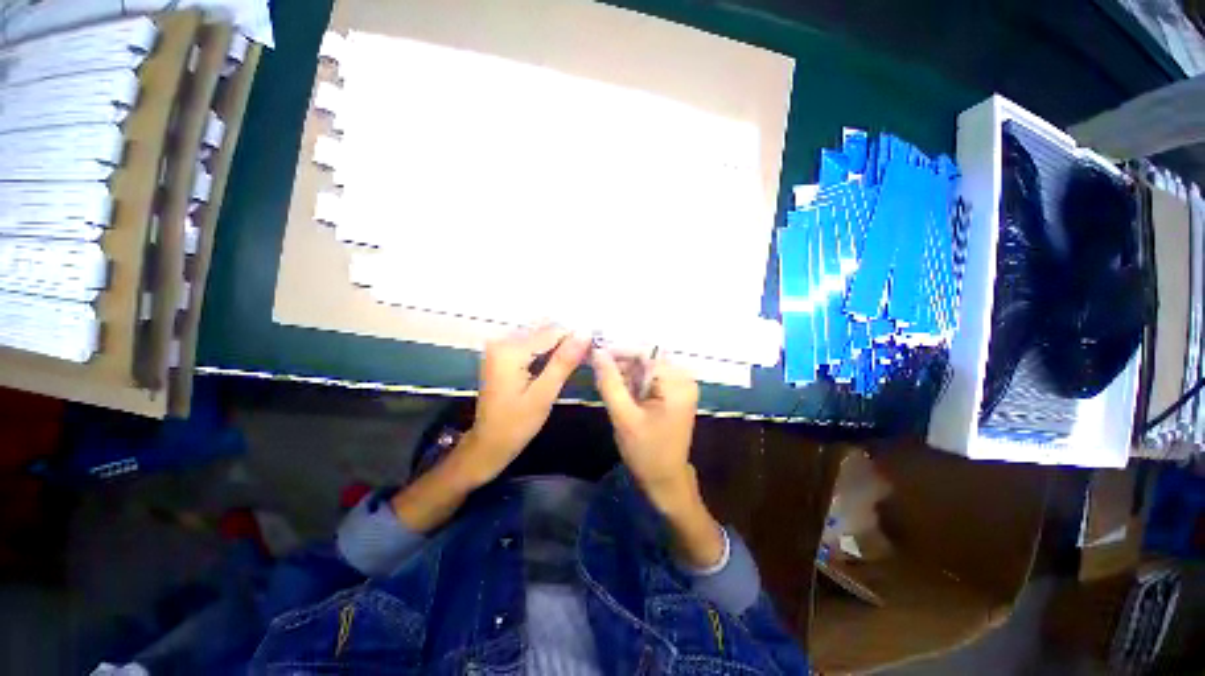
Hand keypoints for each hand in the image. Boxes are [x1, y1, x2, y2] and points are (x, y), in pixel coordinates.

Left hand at [458, 325, 589, 485]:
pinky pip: (531, 343)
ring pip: (539, 335)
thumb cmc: (517, 424)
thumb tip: (585, 333)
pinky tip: (557, 364)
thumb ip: (564, 361)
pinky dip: (547, 351)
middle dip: (566, 342)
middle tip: (583, 360)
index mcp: (510, 350)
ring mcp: (500, 346)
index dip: (575, 338)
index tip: (592, 352)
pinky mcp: (502, 353)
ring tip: (571, 364)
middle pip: (544, 330)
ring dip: (558, 346)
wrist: (489, 443)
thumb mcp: (544, 394)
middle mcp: (502, 341)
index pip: (552, 331)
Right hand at [591, 349, 699, 510]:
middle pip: (646, 358)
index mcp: (677, 382)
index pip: (645, 353)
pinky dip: (633, 382)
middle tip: (598, 373)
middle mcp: (683, 378)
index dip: (619, 352)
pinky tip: (621, 393)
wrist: (665, 480)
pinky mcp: (674, 393)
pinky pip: (650, 378)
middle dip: (621, 364)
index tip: (594, 355)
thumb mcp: (624, 417)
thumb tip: (597, 352)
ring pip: (646, 367)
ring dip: (625, 374)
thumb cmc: (646, 452)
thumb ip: (610, 382)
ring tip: (607, 385)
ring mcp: (680, 385)